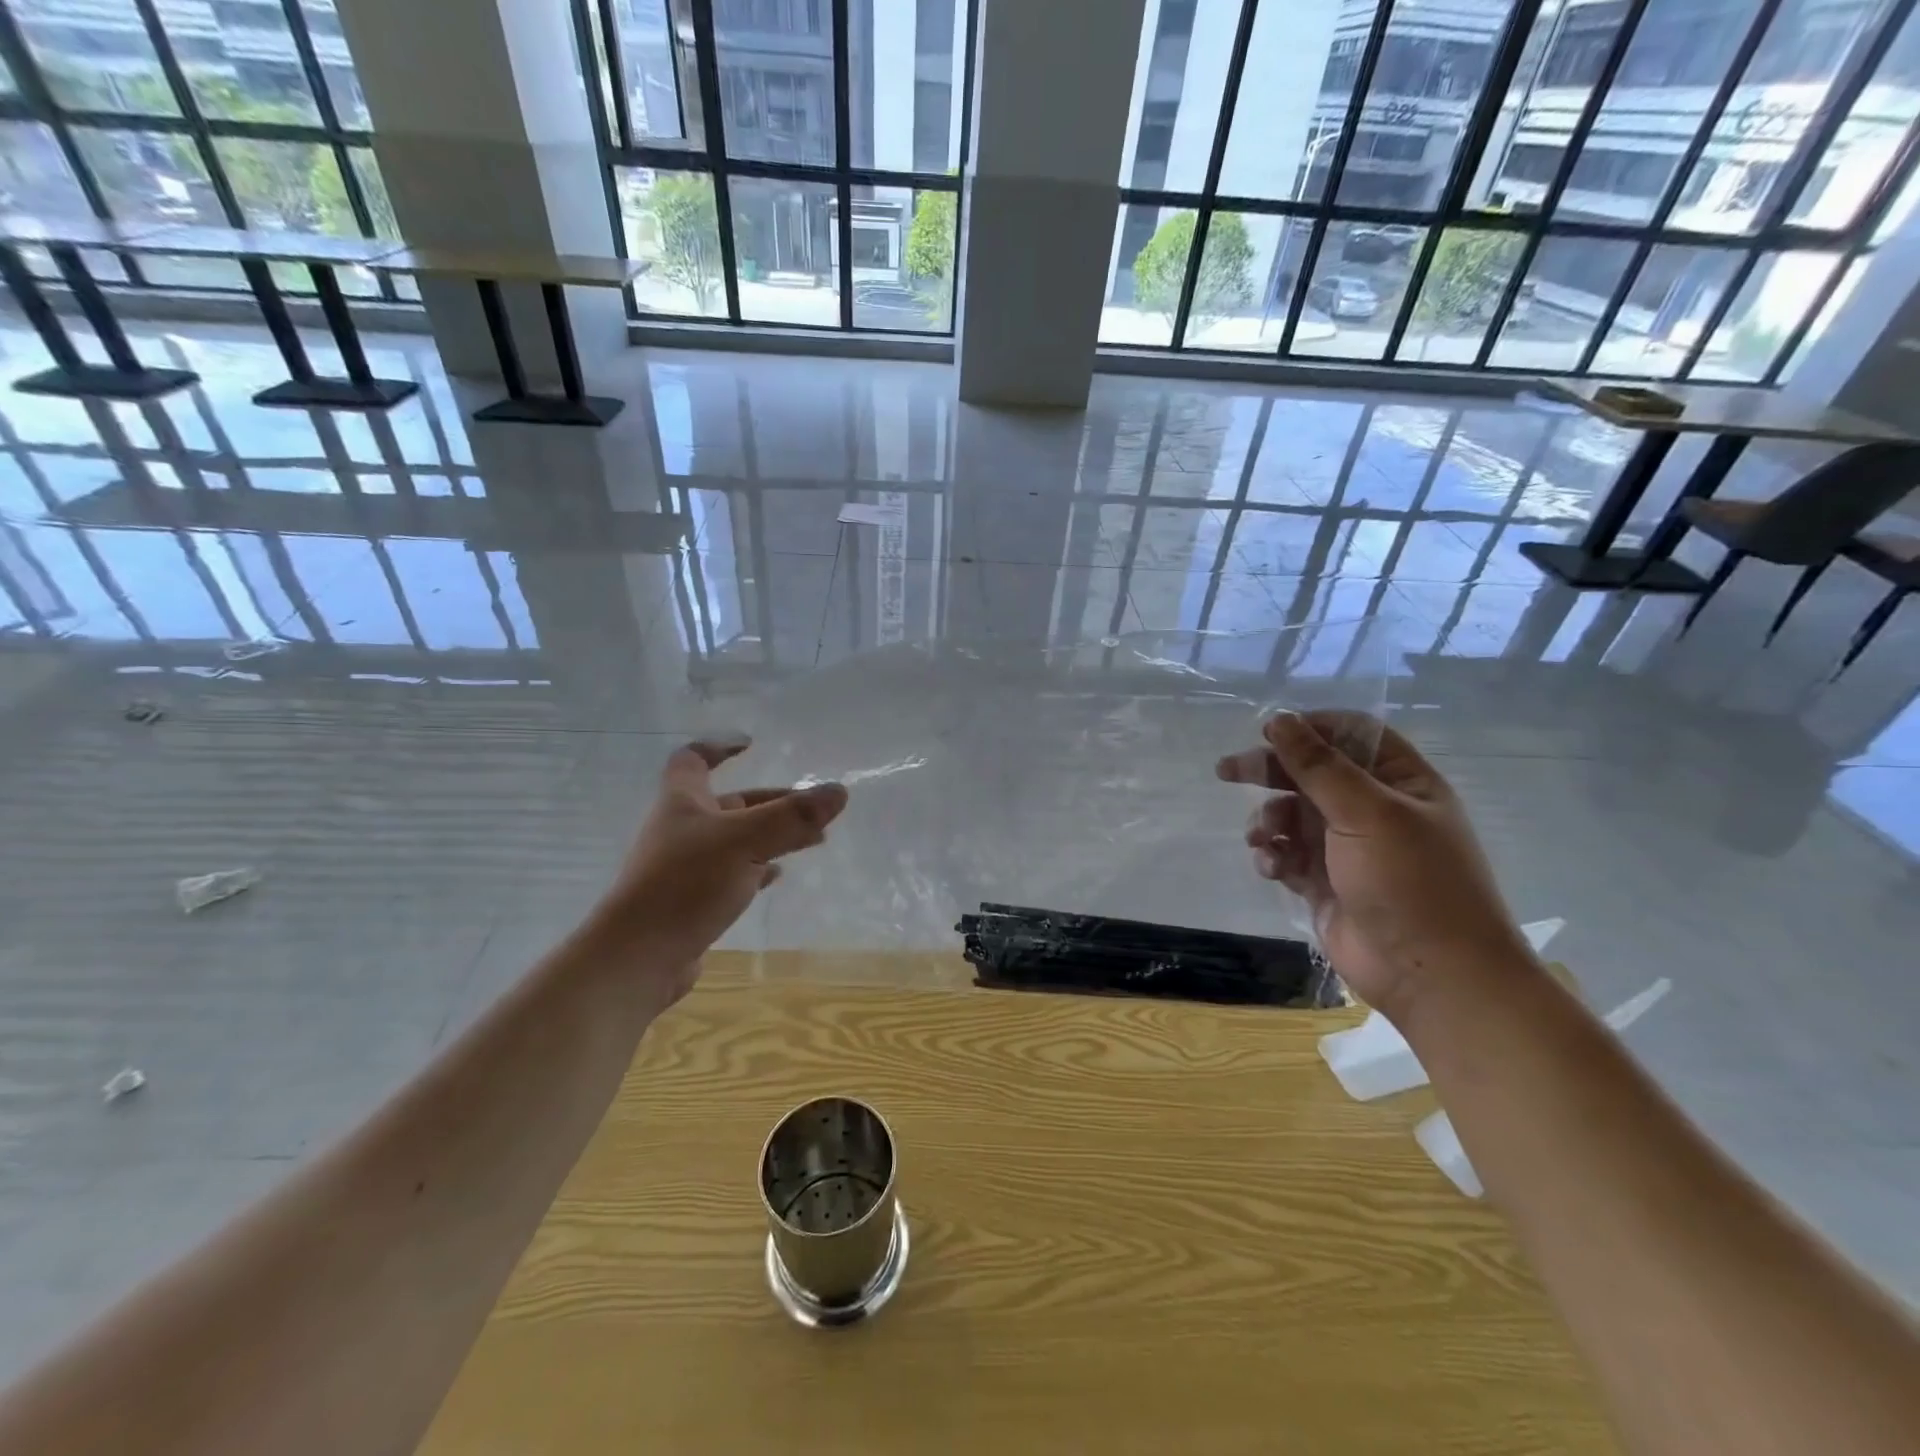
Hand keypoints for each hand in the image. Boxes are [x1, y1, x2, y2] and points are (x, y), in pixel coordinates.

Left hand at [594, 740, 848, 1005]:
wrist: (638, 957)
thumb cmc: (686, 884)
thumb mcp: (745, 841)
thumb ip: (793, 817)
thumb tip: (839, 791)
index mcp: (683, 801)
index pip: (694, 759)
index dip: (720, 747)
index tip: (752, 745)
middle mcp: (682, 829)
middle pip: (729, 803)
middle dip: (771, 801)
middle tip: (813, 807)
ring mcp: (685, 867)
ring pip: (736, 839)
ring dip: (772, 835)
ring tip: (813, 839)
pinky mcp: (692, 900)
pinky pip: (732, 873)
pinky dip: (758, 868)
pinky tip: (778, 875)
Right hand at [1216, 711, 1531, 1023]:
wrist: (1430, 974)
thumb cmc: (1410, 882)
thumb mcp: (1367, 812)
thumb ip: (1319, 765)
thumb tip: (1280, 719)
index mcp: (1400, 782)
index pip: (1353, 735)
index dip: (1311, 728)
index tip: (1270, 732)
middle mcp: (1372, 809)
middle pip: (1311, 773)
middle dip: (1270, 770)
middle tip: (1227, 770)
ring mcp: (1346, 847)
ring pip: (1291, 814)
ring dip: (1268, 819)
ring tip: (1262, 836)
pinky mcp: (1323, 882)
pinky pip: (1286, 853)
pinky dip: (1272, 855)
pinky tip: (1271, 867)